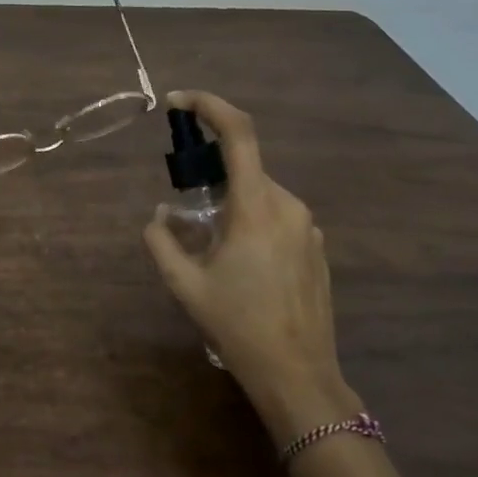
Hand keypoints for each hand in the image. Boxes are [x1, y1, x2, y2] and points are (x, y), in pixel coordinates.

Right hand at [143, 90, 360, 443]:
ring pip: (261, 195)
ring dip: (231, 205)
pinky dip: (251, 223)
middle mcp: (288, 206)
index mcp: (256, 208)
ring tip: (211, 250)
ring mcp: (309, 228)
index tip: (178, 102)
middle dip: (211, 178)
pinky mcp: (317, 248)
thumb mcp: (184, 284)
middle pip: (245, 169)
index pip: (239, 135)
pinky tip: (241, 266)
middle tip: (185, 211)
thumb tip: (160, 216)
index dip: (209, 106)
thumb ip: (162, 241)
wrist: (297, 374)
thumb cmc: (237, 326)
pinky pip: (277, 217)